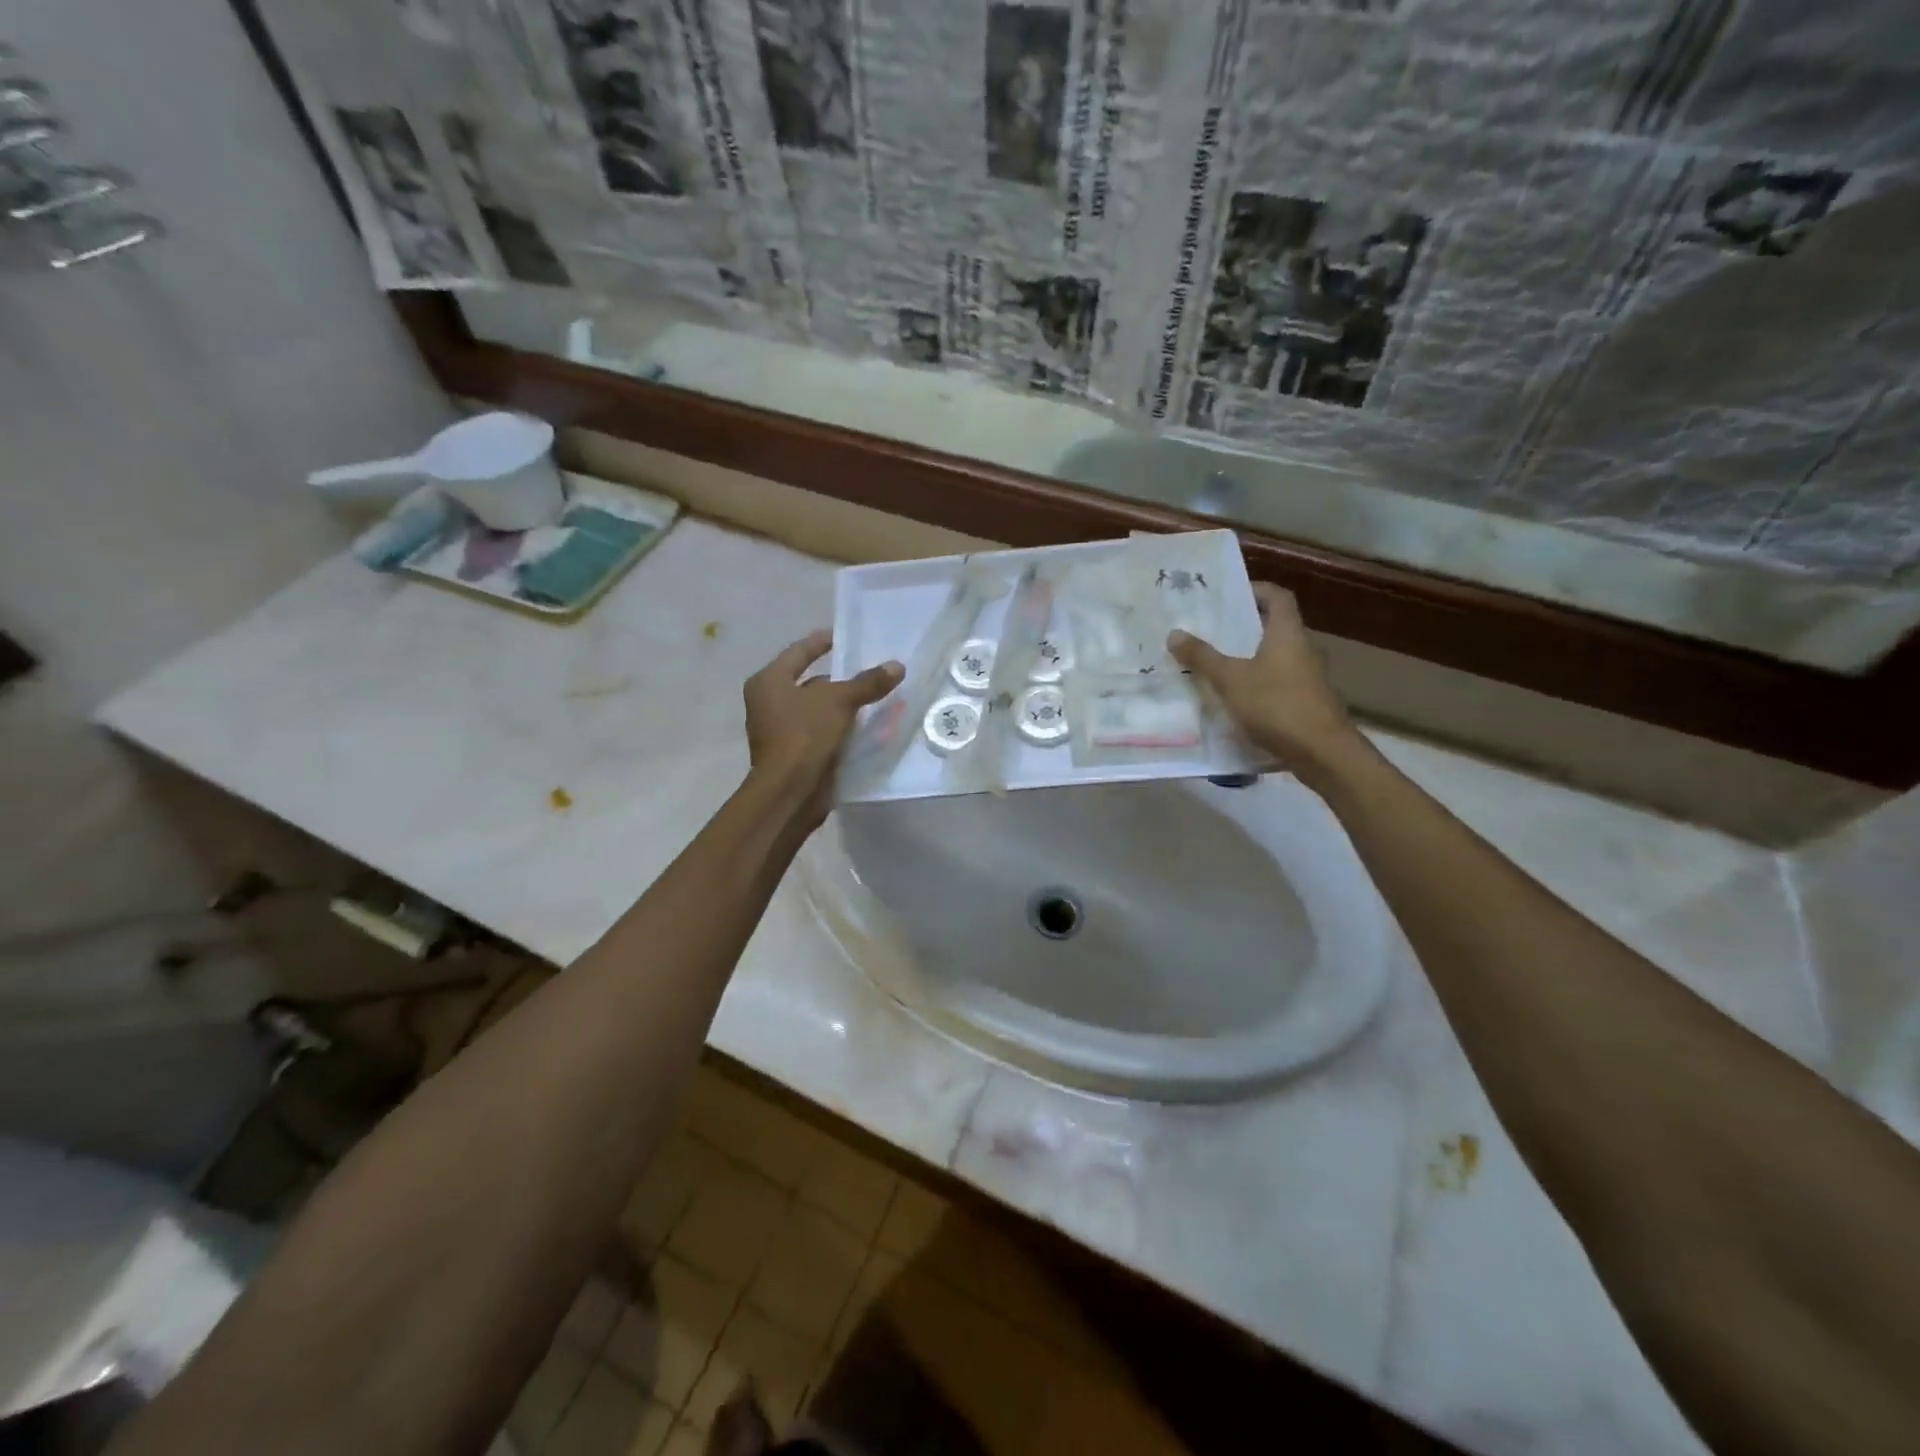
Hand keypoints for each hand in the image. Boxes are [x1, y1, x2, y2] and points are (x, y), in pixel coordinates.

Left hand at [743, 629, 902, 827]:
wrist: (790, 792)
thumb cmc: (805, 734)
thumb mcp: (839, 701)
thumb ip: (867, 682)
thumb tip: (897, 666)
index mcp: (769, 682)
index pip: (799, 652)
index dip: (822, 642)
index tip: (843, 636)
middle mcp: (769, 704)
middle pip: (809, 682)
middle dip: (839, 679)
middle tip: (868, 670)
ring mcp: (780, 732)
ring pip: (818, 710)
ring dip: (843, 706)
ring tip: (875, 698)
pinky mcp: (795, 755)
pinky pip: (822, 733)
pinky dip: (841, 729)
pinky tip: (868, 727)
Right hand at [1168, 582, 1357, 781]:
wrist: (1322, 753)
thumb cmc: (1277, 705)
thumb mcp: (1231, 680)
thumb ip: (1202, 657)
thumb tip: (1174, 633)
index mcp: (1288, 635)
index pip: (1278, 597)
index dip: (1256, 590)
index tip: (1230, 594)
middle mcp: (1303, 650)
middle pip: (1275, 628)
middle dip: (1245, 627)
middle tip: (1211, 630)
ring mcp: (1308, 679)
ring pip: (1275, 658)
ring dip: (1250, 658)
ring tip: (1216, 665)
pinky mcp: (1307, 704)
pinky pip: (1278, 684)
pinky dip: (1257, 685)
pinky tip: (1235, 700)